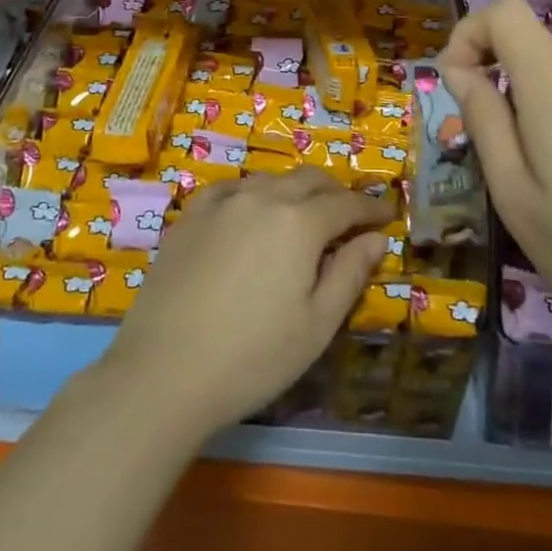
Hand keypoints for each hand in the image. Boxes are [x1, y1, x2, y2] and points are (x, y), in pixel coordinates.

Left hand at [97, 170, 390, 437]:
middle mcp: (262, 197)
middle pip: (309, 180)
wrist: (164, 371)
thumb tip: (376, 239)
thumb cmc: (253, 356)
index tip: (387, 217)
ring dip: (295, 191)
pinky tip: (251, 212)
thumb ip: (350, 273)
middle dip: (336, 193)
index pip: (346, 205)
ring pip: (270, 180)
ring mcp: (221, 202)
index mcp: (299, 222)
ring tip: (303, 216)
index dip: (371, 209)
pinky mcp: (190, 215)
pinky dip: (254, 193)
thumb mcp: (316, 324)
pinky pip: (231, 188)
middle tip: (350, 216)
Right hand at [439, 0, 551, 349]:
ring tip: (546, 175)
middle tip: (498, 152)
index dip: (471, 35)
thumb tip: (458, 69)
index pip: (505, 11)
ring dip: (537, 103)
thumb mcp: (511, 190)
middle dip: (500, 80)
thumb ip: (482, 117)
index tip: (459, 88)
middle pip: (532, 44)